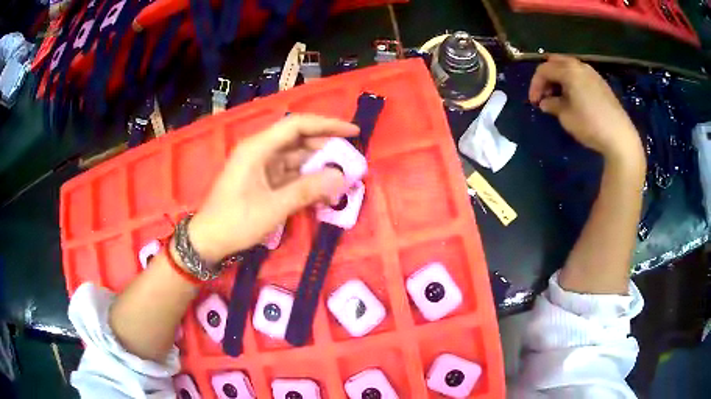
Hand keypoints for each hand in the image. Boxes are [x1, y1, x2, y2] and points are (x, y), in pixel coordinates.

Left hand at [187, 114, 358, 263]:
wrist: (209, 240)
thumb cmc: (236, 222)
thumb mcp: (274, 207)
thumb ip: (308, 190)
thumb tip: (341, 177)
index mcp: (258, 148)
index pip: (297, 125)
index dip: (327, 125)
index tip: (353, 132)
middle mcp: (260, 150)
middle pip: (298, 139)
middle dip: (326, 147)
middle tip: (351, 159)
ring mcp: (260, 165)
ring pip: (295, 157)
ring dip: (318, 165)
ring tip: (342, 176)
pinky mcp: (262, 180)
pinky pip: (289, 173)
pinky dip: (306, 180)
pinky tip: (322, 190)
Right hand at [529, 55, 642, 162]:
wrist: (619, 136)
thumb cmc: (590, 125)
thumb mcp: (566, 117)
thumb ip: (552, 105)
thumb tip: (545, 102)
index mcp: (569, 71)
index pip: (544, 70)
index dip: (535, 85)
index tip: (533, 102)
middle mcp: (579, 65)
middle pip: (555, 62)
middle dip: (546, 77)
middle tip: (544, 95)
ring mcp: (592, 73)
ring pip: (568, 67)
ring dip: (559, 78)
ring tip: (557, 97)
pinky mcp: (600, 82)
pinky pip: (580, 74)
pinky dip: (571, 81)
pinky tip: (573, 97)